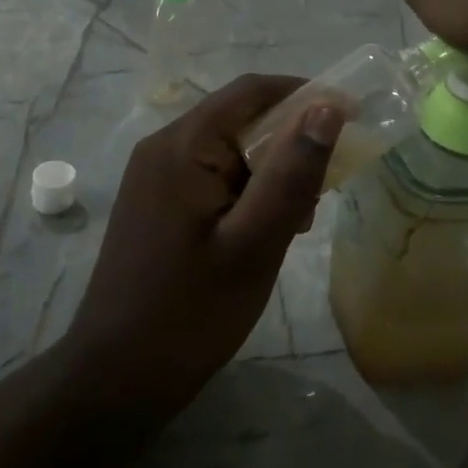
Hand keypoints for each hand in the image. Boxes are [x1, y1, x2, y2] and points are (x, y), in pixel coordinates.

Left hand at [64, 74, 340, 418]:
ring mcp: (155, 173)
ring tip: (296, 223)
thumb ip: (291, 172)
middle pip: (240, 118)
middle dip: (289, 145)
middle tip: (322, 194)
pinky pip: (211, 174)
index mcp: (183, 144)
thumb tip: (327, 106)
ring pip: (229, 149)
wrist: (115, 376)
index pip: (252, 91)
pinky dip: (246, 191)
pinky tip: (263, 232)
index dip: (305, 95)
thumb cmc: (190, 313)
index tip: (351, 119)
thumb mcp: (254, 243)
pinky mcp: (156, 200)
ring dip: (270, 172)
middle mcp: (164, 145)